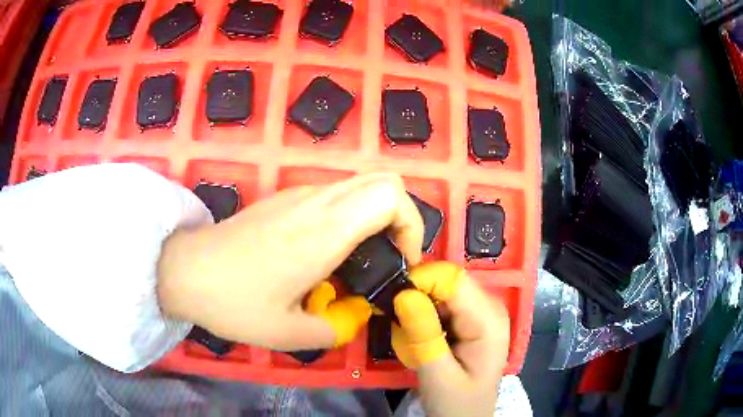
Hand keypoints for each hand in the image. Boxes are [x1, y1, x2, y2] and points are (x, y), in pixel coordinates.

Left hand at [157, 173, 423, 350]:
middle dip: (401, 217)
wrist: (185, 270)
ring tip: (358, 260)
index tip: (402, 261)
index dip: (411, 225)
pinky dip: (350, 216)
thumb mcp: (289, 333)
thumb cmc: (234, 302)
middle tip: (388, 257)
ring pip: (359, 184)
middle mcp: (317, 202)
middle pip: (384, 180)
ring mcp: (298, 195)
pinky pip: (334, 195)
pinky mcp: (284, 198)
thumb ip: (334, 329)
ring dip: (375, 216)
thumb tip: (352, 317)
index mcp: (325, 231)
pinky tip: (326, 253)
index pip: (391, 195)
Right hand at [391, 262, 509, 416]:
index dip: (420, 281)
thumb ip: (423, 335)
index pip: (453, 279)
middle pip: (447, 282)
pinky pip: (443, 304)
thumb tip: (404, 294)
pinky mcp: (471, 319)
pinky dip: (424, 315)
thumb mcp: (438, 375)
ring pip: (442, 291)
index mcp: (489, 319)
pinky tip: (419, 336)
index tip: (392, 301)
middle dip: (417, 296)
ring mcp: (482, 311)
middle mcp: (490, 306)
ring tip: (407, 333)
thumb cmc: (457, 403)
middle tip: (396, 321)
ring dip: (418, 307)